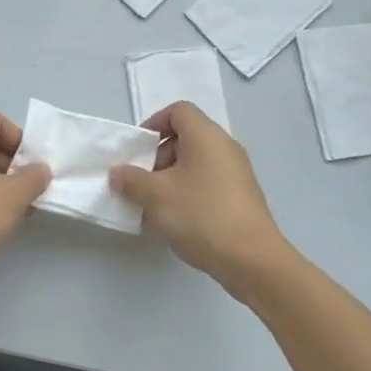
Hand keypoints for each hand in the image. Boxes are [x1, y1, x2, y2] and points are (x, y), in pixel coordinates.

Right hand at [110, 102, 296, 299]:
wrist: (251, 259)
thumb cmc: (201, 215)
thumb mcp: (156, 196)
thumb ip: (131, 180)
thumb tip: (119, 172)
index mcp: (206, 136)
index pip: (179, 111)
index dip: (154, 123)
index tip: (138, 150)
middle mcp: (225, 147)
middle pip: (186, 137)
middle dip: (158, 156)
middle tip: (142, 182)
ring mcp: (237, 172)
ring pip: (196, 162)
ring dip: (171, 178)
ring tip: (155, 206)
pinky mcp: (242, 196)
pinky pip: (209, 182)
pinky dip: (189, 192)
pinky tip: (178, 220)